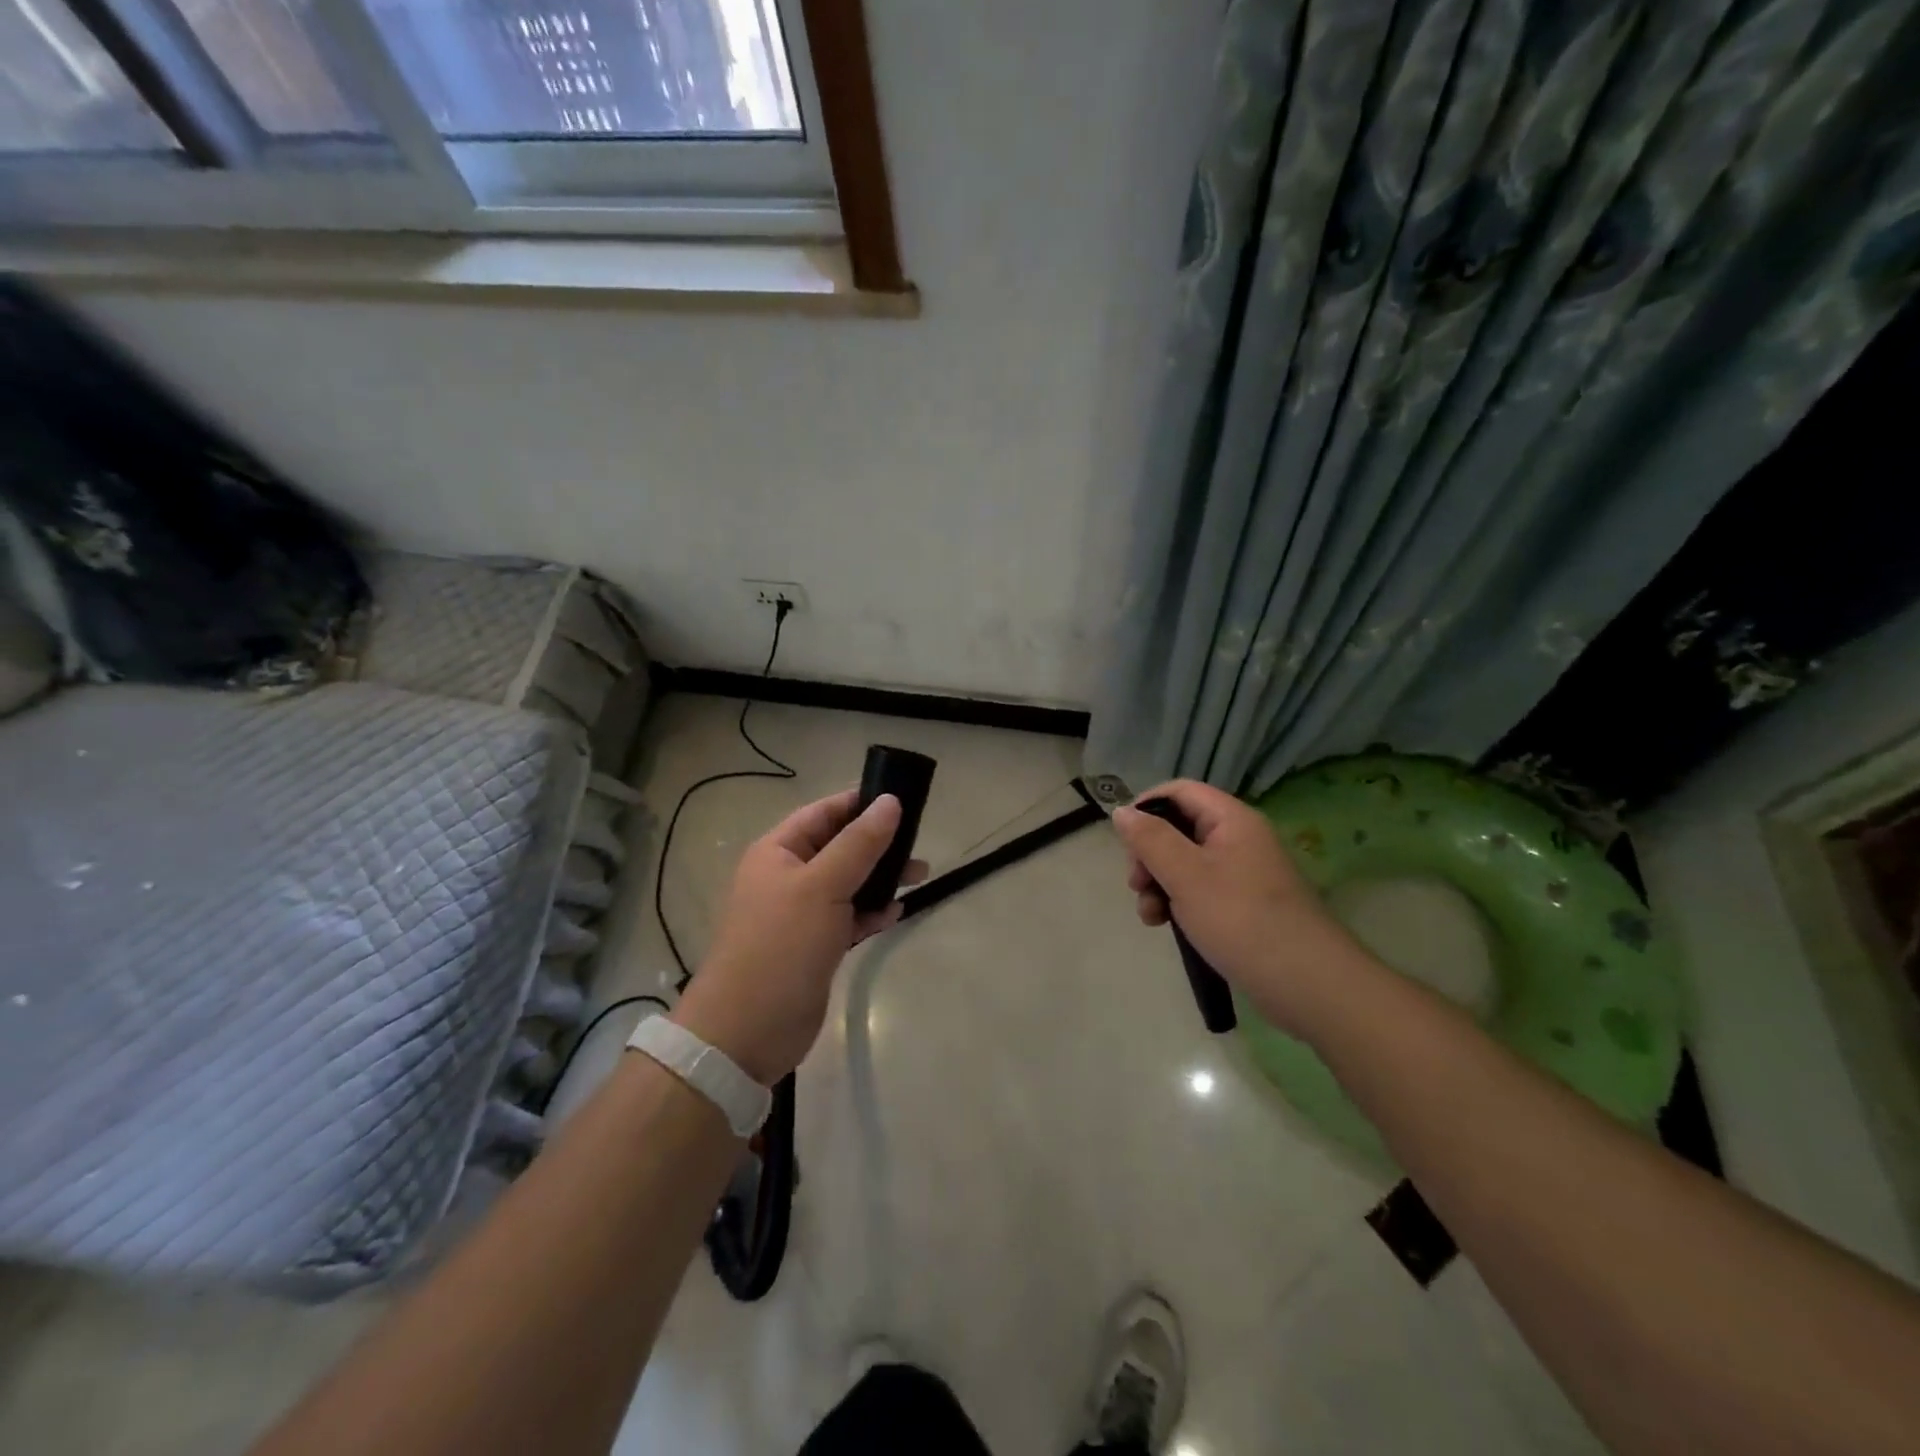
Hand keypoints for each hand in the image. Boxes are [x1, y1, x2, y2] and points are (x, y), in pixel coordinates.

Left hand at [672, 789, 926, 1084]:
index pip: (823, 812)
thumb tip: (889, 801)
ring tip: (919, 876)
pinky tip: (894, 913)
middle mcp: (787, 876)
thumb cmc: (782, 946)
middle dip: (877, 843)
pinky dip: (870, 912)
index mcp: (778, 852)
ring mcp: (800, 913)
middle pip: (839, 846)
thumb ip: (859, 843)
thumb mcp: (823, 886)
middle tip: (918, 843)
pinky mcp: (814, 945)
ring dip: (880, 878)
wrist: (748, 1030)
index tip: (902, 799)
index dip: (860, 802)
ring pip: (848, 882)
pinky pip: (848, 916)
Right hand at [1112, 780, 1359, 1035]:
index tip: (1123, 840)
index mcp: (1231, 819)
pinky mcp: (1244, 905)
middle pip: (1178, 828)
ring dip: (1158, 883)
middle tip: (1136, 885)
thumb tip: (1122, 811)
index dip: (1146, 807)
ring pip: (1185, 863)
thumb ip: (1150, 840)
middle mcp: (1239, 838)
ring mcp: (1243, 873)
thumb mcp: (1186, 875)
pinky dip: (1178, 902)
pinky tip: (1166, 926)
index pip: (1180, 791)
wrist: (1308, 984)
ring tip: (1150, 915)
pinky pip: (1200, 890)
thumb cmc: (1242, 920)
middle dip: (1149, 854)